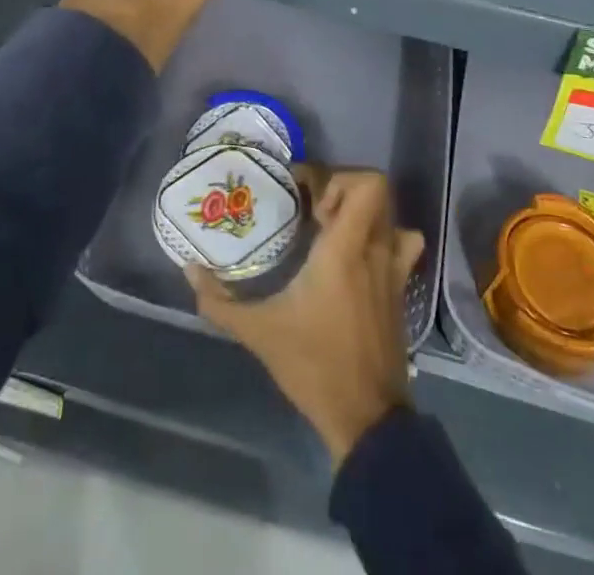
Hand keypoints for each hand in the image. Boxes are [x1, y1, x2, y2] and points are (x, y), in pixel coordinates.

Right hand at [187, 168, 424, 465]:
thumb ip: (220, 302)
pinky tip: (357, 258)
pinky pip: (402, 246)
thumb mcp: (260, 332)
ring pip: (391, 216)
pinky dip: (385, 239)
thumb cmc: (314, 365)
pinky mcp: (399, 291)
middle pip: (375, 190)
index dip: (332, 175)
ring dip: (364, 213)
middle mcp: (376, 249)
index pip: (364, 184)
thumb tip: (190, 269)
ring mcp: (394, 270)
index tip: (299, 190)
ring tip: (334, 229)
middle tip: (311, 210)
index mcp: (346, 248)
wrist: (366, 418)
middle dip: (342, 189)